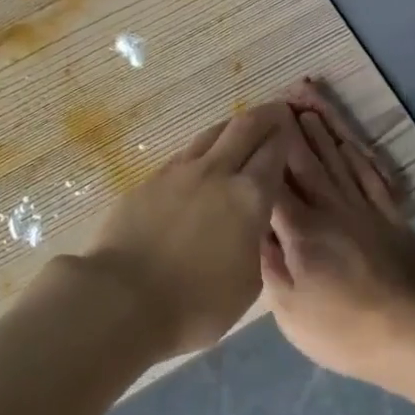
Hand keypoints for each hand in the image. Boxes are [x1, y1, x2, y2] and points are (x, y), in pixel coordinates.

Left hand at [87, 101, 298, 358]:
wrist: (122, 298)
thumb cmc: (195, 303)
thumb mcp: (248, 284)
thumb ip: (257, 243)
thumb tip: (256, 222)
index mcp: (250, 197)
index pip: (274, 153)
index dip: (286, 136)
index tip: (292, 126)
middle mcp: (217, 172)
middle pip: (245, 128)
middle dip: (265, 115)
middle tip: (276, 110)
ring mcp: (180, 172)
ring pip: (212, 134)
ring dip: (232, 126)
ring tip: (241, 127)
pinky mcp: (151, 179)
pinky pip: (186, 153)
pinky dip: (203, 148)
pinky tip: (203, 158)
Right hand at [260, 80, 414, 390]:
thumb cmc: (344, 329)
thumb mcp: (291, 310)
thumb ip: (269, 264)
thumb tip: (254, 227)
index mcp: (300, 230)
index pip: (274, 182)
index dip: (263, 153)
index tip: (253, 126)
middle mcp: (330, 208)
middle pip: (306, 162)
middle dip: (291, 131)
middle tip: (280, 100)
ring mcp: (365, 210)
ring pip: (338, 162)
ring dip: (322, 134)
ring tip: (307, 110)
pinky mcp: (392, 218)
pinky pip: (371, 177)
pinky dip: (358, 156)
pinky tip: (348, 143)